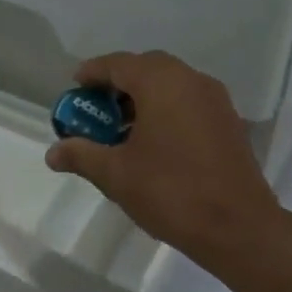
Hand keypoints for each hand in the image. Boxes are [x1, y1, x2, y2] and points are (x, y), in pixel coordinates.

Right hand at [45, 51, 283, 272]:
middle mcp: (192, 81)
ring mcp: (216, 101)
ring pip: (171, 84)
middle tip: (97, 108)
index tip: (74, 87)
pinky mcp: (229, 123)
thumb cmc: (171, 192)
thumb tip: (53, 153)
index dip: (93, 72)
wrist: (238, 227)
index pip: (119, 64)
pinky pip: (189, 102)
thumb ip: (82, 155)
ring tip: (121, 128)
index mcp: (162, 83)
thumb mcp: (116, 174)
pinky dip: (167, 110)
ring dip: (144, 97)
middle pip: (147, 68)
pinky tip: (153, 142)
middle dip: (118, 83)